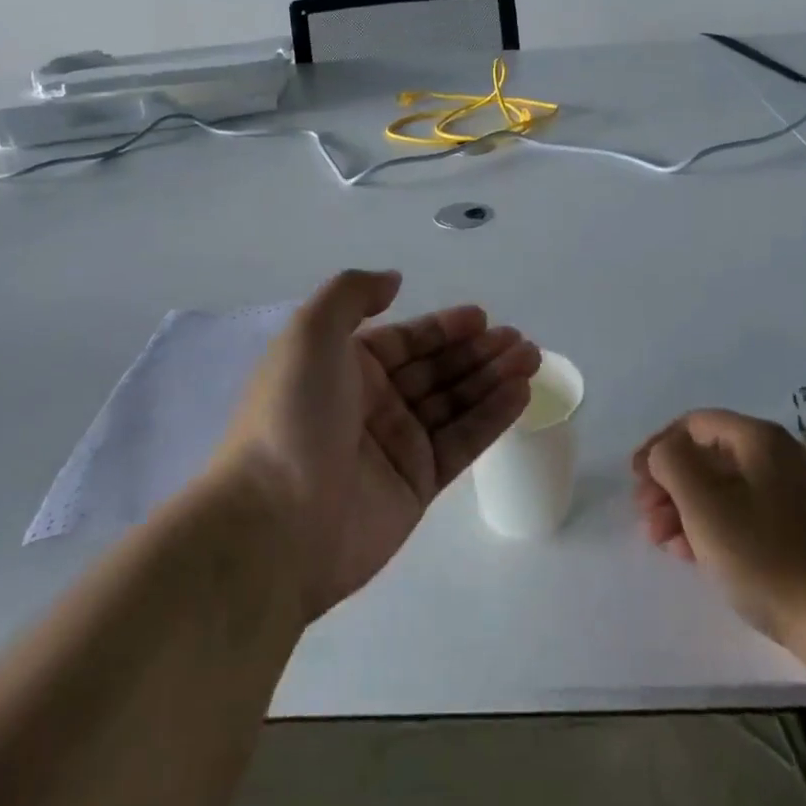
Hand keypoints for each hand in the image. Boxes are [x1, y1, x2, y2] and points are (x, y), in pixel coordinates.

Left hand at [217, 270, 538, 619]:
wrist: (275, 524)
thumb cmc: (293, 416)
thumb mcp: (310, 333)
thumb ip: (351, 294)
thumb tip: (394, 281)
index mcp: (345, 368)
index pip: (405, 340)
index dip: (443, 327)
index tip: (482, 317)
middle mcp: (372, 403)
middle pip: (436, 370)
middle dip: (477, 352)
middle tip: (519, 340)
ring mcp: (395, 446)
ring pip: (455, 403)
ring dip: (493, 378)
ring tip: (531, 358)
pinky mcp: (416, 486)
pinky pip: (462, 442)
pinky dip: (492, 417)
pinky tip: (520, 393)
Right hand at [632, 410, 805, 644]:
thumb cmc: (762, 553)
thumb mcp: (702, 502)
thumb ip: (671, 461)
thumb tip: (664, 453)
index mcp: (759, 438)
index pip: (694, 424)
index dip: (658, 447)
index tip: (634, 480)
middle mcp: (778, 456)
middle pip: (707, 456)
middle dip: (669, 483)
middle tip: (644, 515)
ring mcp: (791, 494)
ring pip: (722, 488)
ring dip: (684, 508)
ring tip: (661, 541)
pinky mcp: (797, 530)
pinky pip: (742, 512)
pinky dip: (711, 525)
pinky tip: (689, 553)